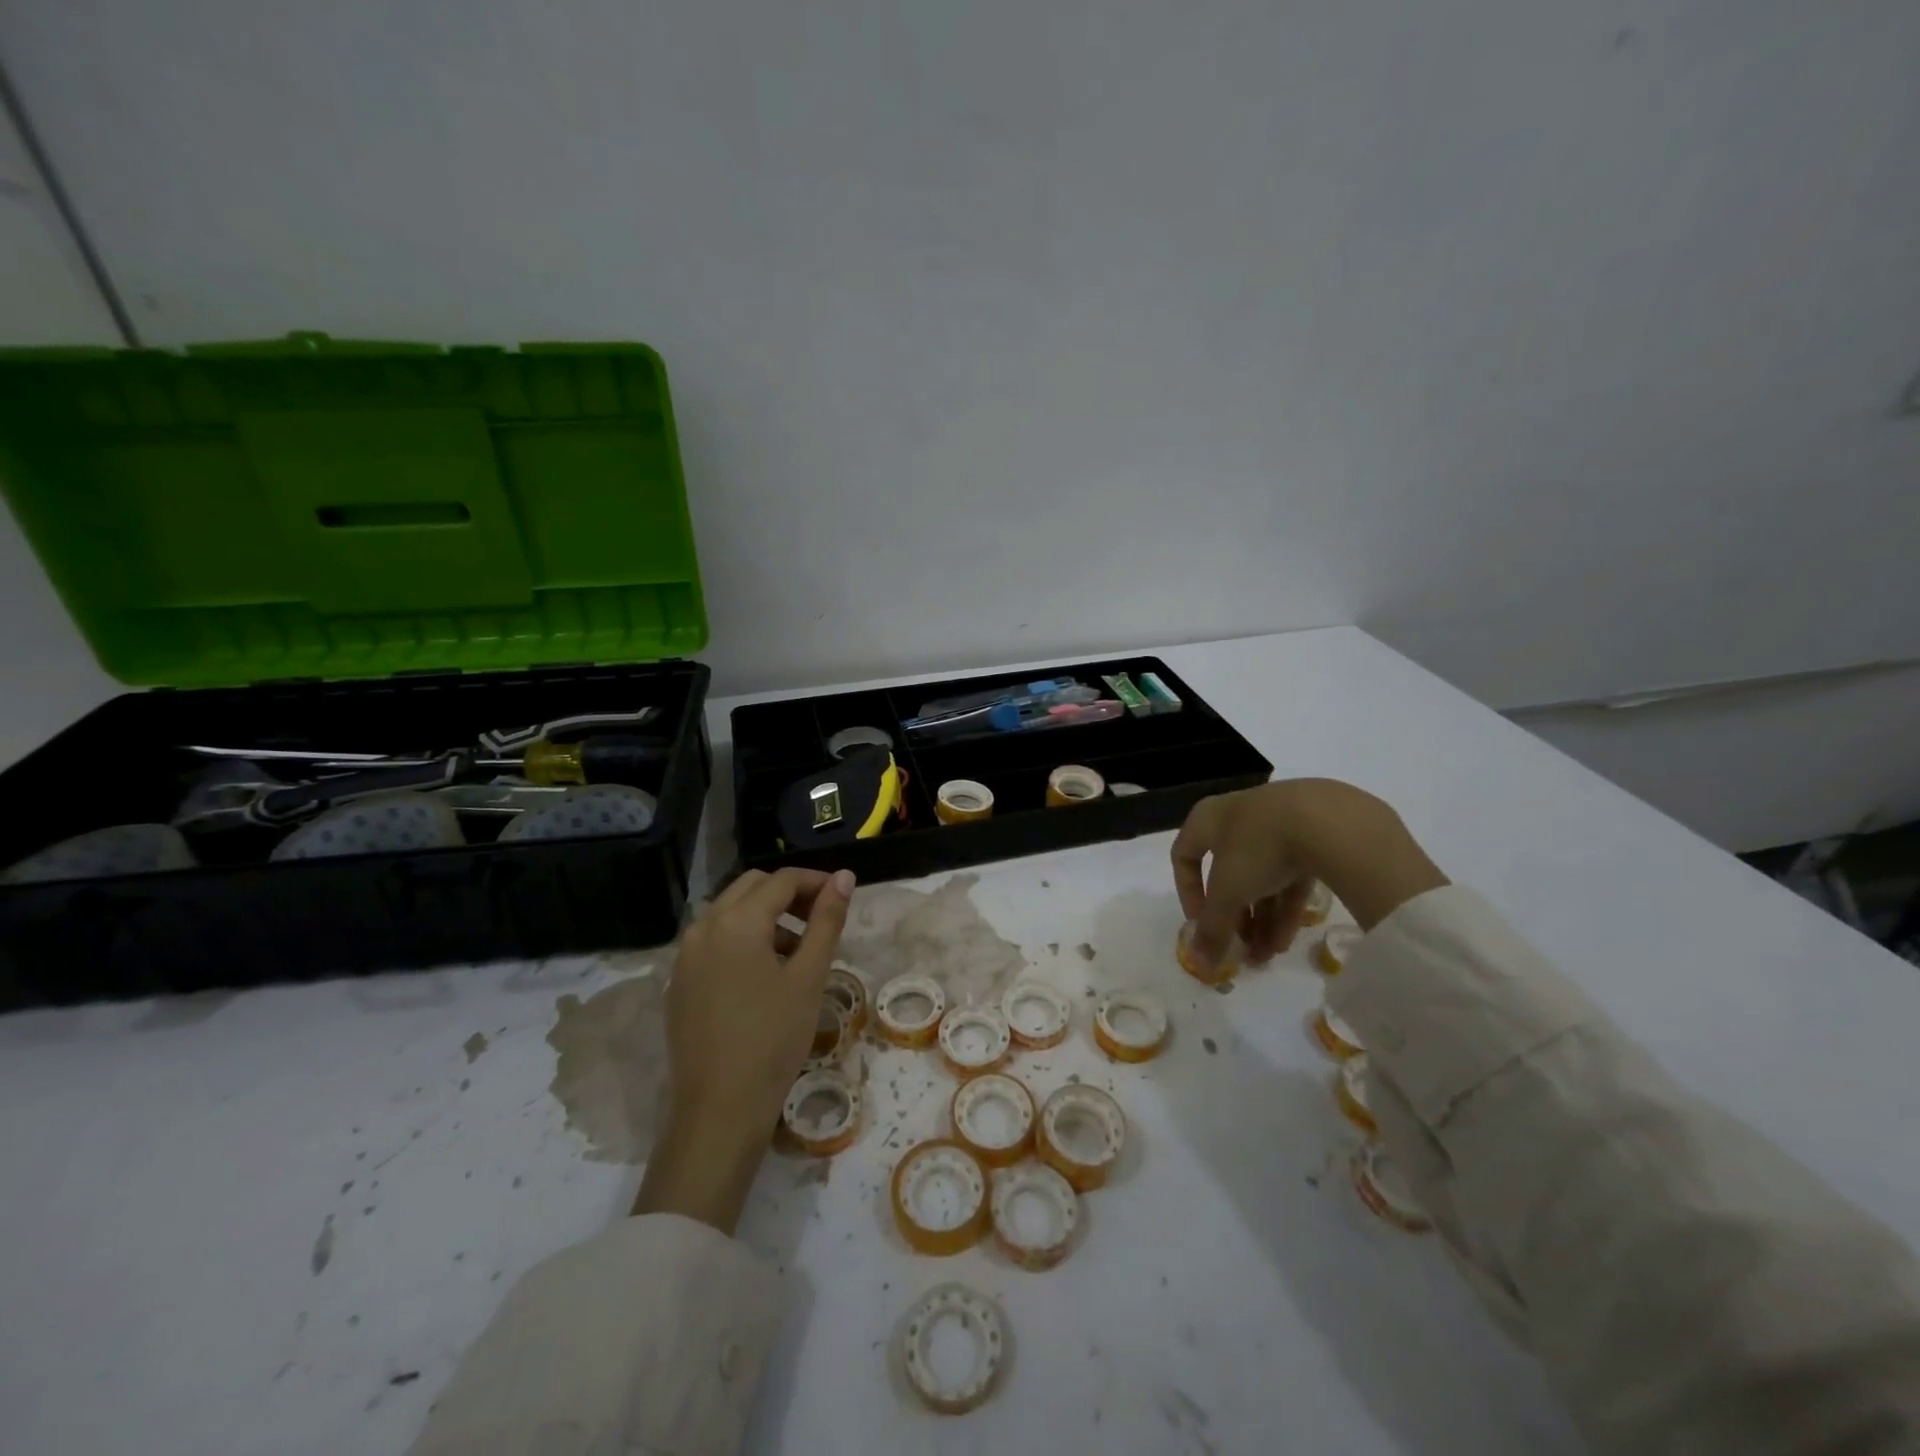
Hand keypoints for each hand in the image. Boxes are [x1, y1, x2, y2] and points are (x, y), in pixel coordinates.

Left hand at [633, 866, 855, 1231]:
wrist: (719, 1109)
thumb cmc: (774, 1038)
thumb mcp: (809, 976)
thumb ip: (827, 920)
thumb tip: (844, 876)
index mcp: (736, 921)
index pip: (782, 880)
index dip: (816, 881)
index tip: (843, 896)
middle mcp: (704, 927)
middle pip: (751, 887)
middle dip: (789, 894)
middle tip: (821, 919)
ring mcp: (685, 955)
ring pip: (730, 912)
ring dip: (766, 916)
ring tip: (798, 950)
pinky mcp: (680, 982)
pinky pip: (714, 940)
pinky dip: (743, 939)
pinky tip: (765, 974)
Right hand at [1171, 779, 1447, 971]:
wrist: (1326, 819)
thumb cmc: (1256, 848)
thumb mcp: (1227, 893)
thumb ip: (1212, 928)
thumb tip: (1199, 963)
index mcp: (1207, 819)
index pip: (1184, 856)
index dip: (1188, 893)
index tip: (1201, 925)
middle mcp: (1238, 818)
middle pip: (1228, 874)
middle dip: (1233, 917)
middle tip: (1239, 949)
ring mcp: (1277, 825)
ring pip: (1261, 879)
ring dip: (1260, 920)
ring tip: (1266, 957)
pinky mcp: (1313, 836)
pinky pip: (1291, 877)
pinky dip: (1286, 907)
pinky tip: (1287, 941)